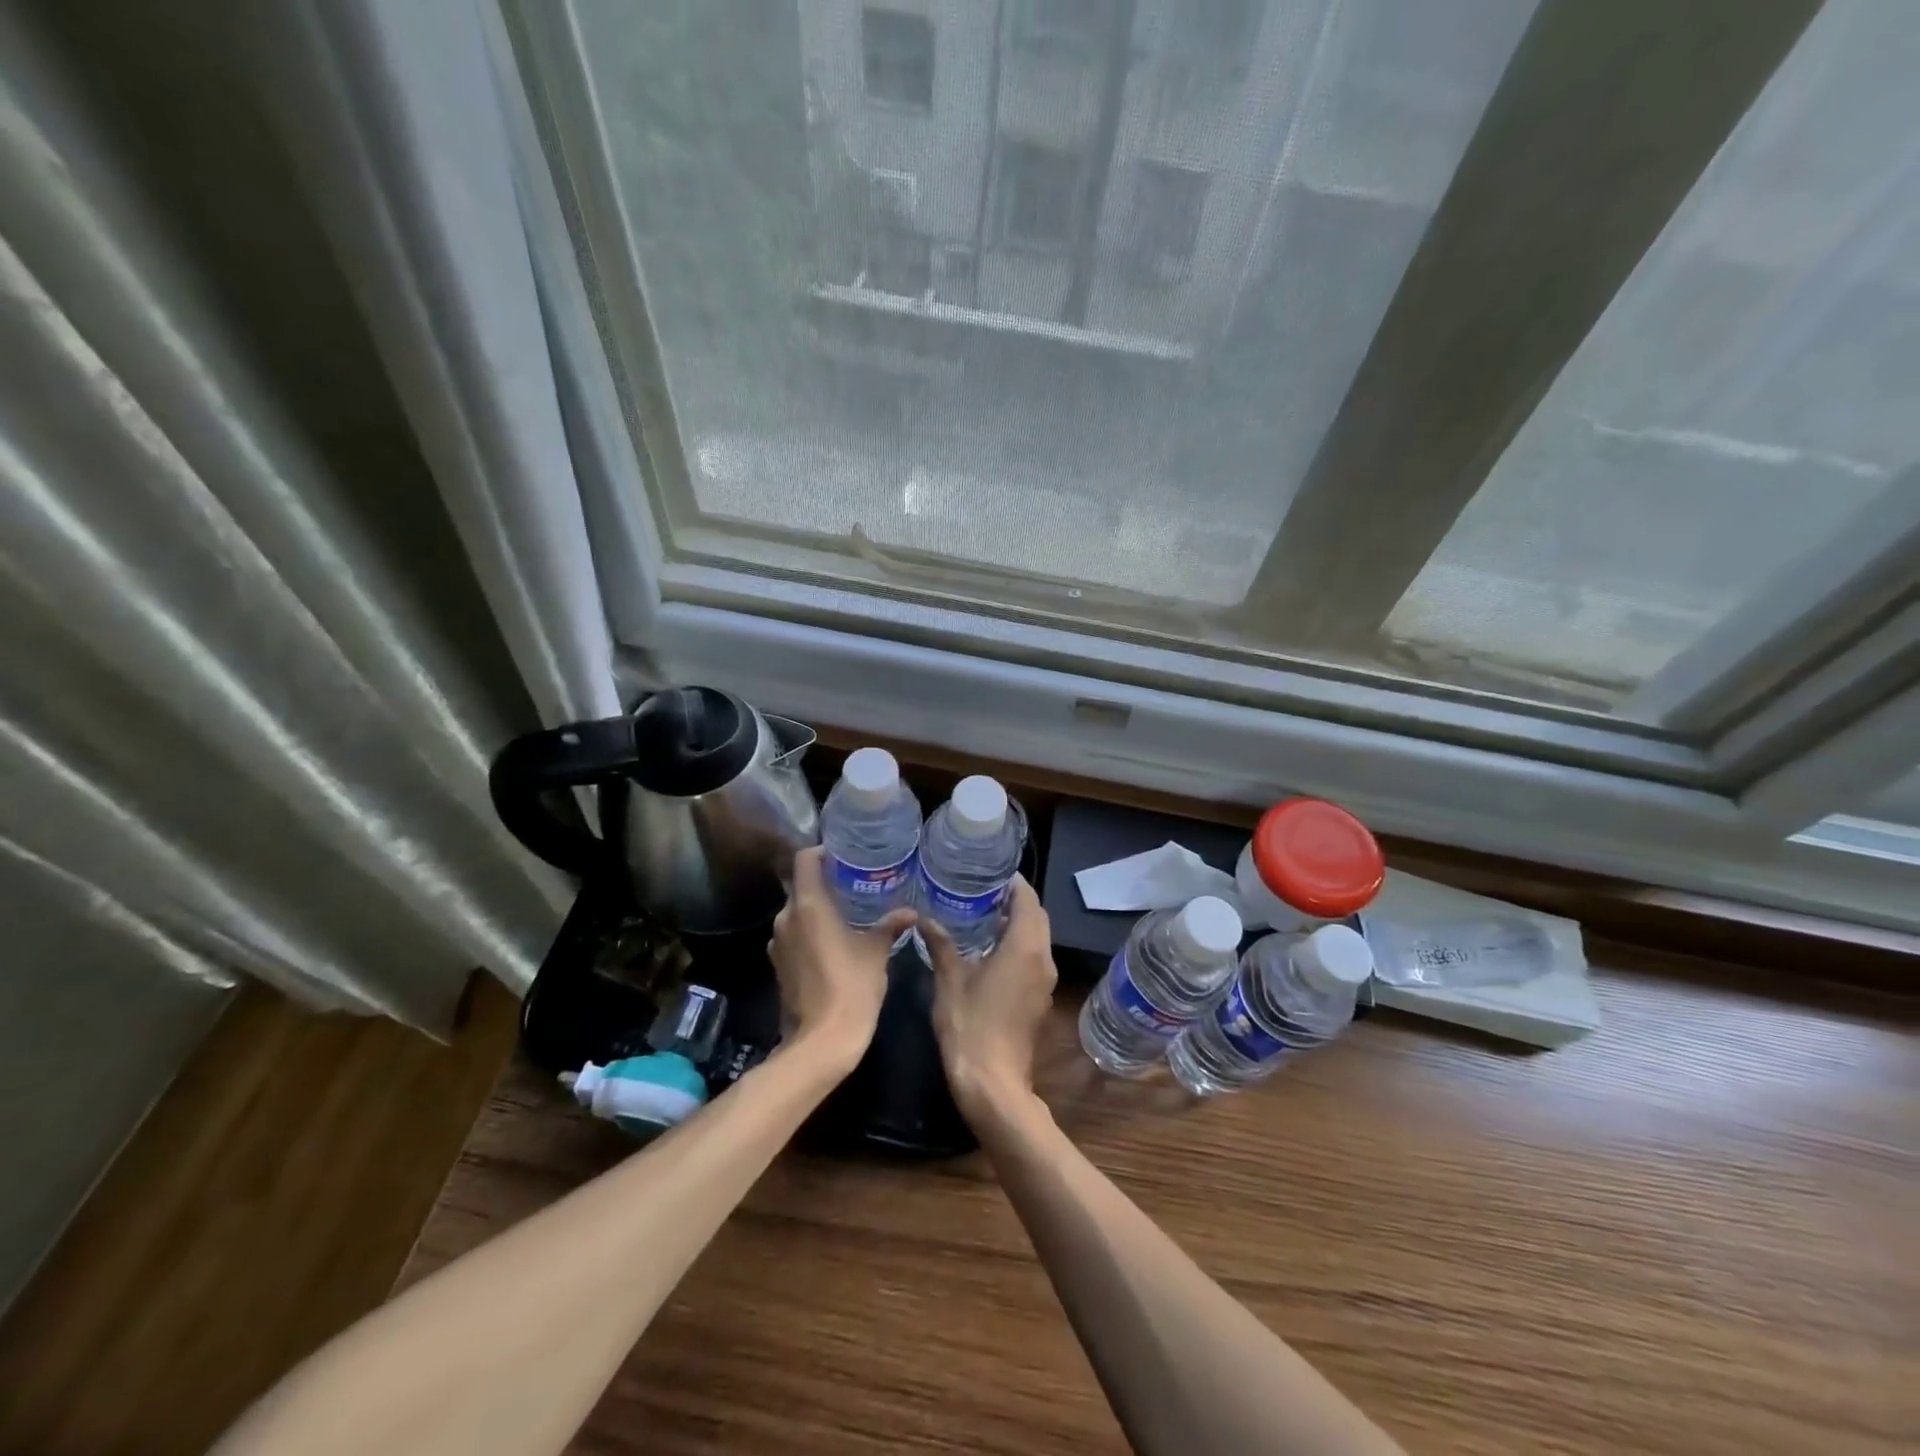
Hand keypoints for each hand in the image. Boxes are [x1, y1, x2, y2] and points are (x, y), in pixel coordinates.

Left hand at [769, 847, 916, 1068]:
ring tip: (846, 912)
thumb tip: (910, 912)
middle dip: (825, 882)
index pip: (805, 860)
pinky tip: (832, 942)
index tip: (843, 854)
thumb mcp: (876, 952)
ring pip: (796, 912)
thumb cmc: (852, 987)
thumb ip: (889, 926)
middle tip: (853, 883)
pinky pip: (793, 936)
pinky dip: (809, 932)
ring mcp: (777, 943)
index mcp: (809, 905)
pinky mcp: (778, 965)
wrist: (821, 1041)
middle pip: (801, 885)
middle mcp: (786, 917)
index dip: (822, 852)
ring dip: (817, 909)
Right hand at [924, 875, 1056, 1120]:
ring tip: (983, 915)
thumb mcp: (949, 980)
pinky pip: (1034, 959)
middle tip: (983, 891)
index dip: (1013, 883)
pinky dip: (1019, 946)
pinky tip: (990, 950)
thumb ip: (940, 944)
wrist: (993, 1084)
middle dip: (1016, 901)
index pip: (1028, 899)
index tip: (990, 872)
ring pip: (1038, 939)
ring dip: (1018, 924)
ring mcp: (1045, 982)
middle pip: (1037, 917)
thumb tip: (925, 918)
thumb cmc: (970, 1025)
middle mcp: (1043, 959)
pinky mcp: (1040, 1000)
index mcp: (1025, 947)